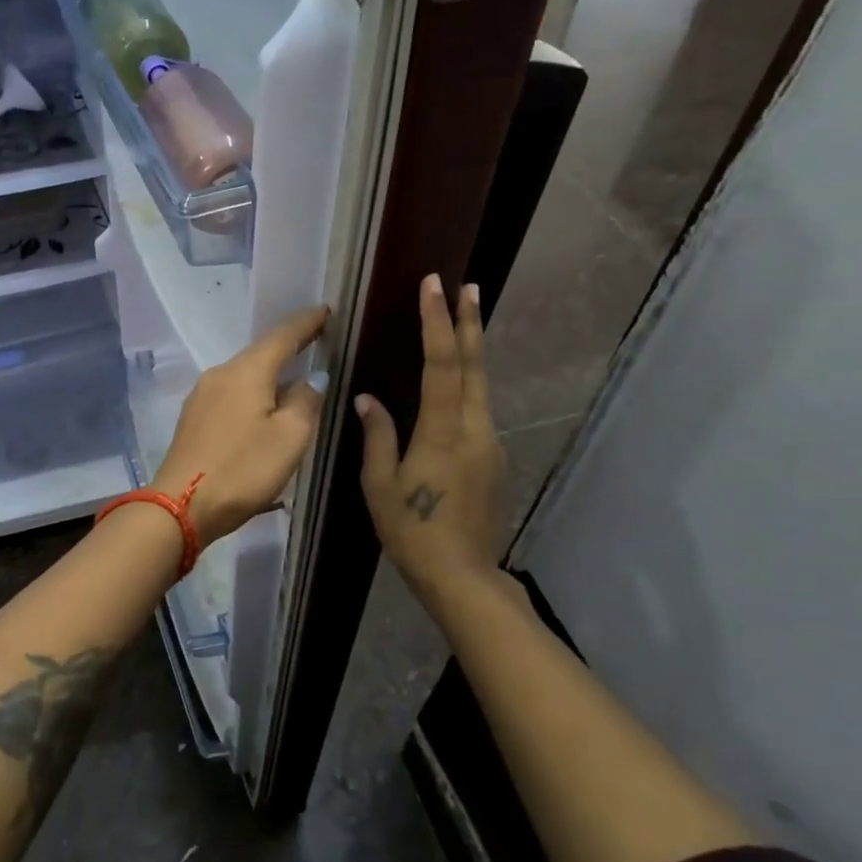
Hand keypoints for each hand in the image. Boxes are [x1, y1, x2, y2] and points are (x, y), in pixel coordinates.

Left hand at [151, 305, 329, 544]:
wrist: (181, 506)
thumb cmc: (243, 469)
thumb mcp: (290, 437)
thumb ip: (305, 401)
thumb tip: (310, 380)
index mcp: (246, 371)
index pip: (283, 336)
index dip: (307, 322)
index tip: (326, 310)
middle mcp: (220, 374)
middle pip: (260, 354)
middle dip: (288, 348)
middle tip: (316, 342)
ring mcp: (201, 397)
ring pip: (244, 377)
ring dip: (269, 375)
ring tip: (294, 379)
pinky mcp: (193, 419)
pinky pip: (231, 396)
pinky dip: (252, 396)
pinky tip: (263, 410)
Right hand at [354, 275, 506, 597]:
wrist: (462, 575)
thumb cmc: (411, 531)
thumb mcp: (379, 484)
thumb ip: (378, 436)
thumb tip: (367, 399)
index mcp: (442, 432)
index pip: (441, 364)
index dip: (436, 322)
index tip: (433, 287)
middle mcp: (474, 429)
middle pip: (474, 366)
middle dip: (469, 322)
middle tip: (466, 286)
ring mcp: (489, 444)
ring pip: (481, 386)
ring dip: (471, 349)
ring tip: (462, 320)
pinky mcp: (493, 459)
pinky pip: (479, 409)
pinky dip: (468, 383)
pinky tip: (455, 383)